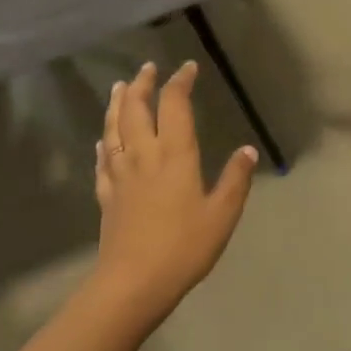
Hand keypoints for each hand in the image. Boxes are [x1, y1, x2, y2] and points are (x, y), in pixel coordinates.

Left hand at [93, 60, 258, 323]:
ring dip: (117, 104)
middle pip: (138, 110)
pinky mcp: (107, 195)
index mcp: (174, 155)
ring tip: (120, 88)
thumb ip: (235, 181)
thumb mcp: (221, 215)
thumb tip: (248, 150)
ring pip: (114, 129)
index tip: (187, 68)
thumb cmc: (183, 247)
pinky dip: (103, 143)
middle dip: (143, 84)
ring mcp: (120, 175)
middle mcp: (144, 156)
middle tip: (148, 68)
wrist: (134, 282)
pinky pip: (102, 160)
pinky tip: (103, 139)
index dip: (180, 82)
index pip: (175, 105)